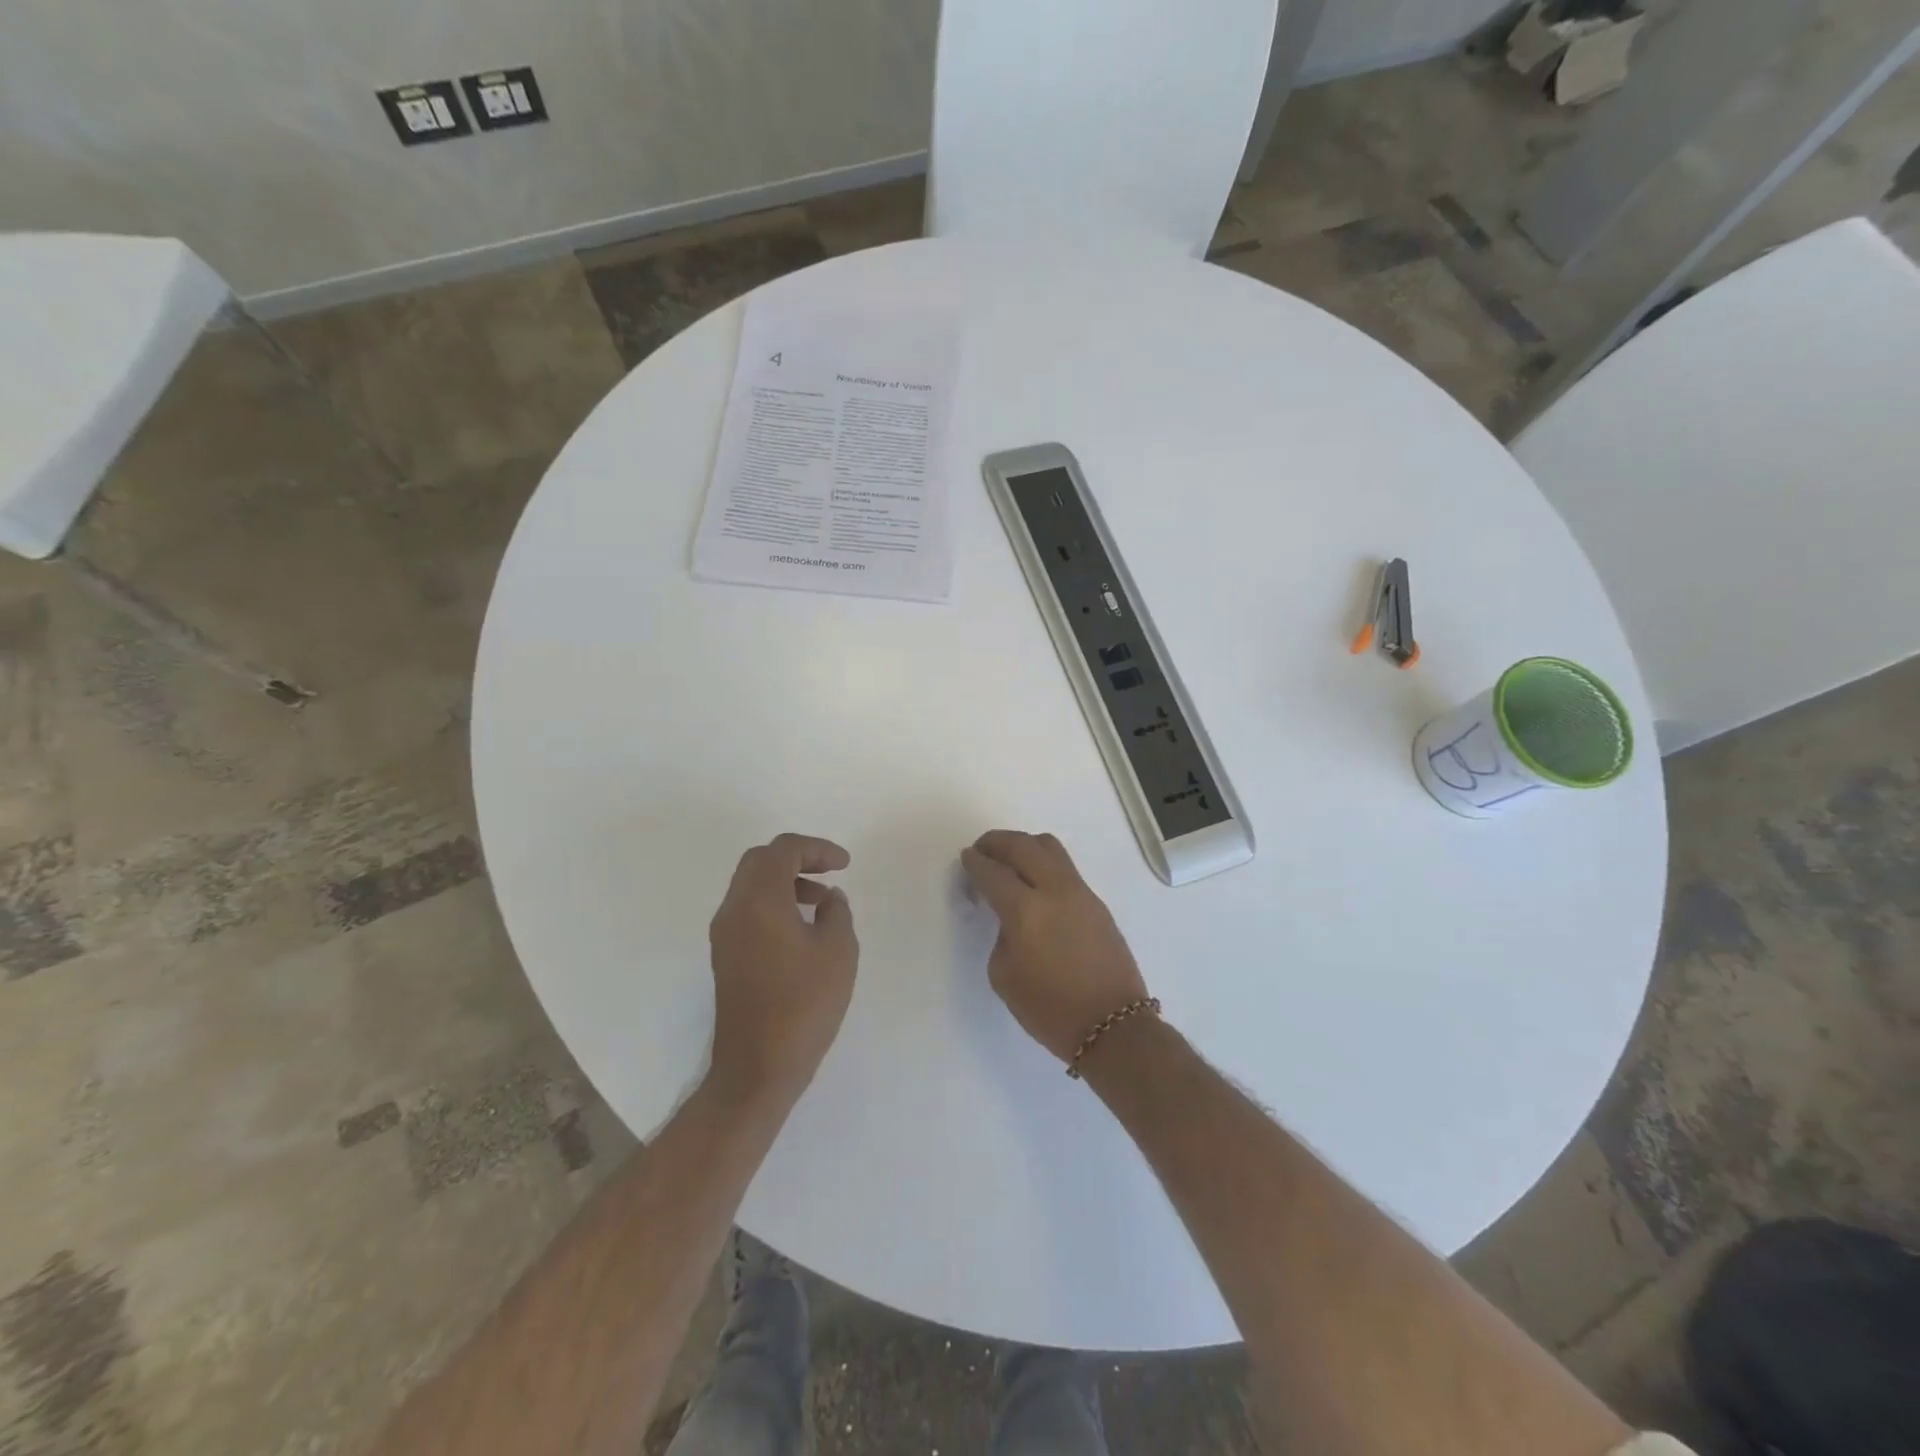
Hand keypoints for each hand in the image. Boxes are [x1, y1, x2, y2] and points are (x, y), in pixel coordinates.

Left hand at [707, 834, 858, 1103]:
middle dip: (797, 858)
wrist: (758, 1067)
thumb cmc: (804, 1005)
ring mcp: (724, 934)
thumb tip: (828, 898)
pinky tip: (802, 928)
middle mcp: (734, 909)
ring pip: (751, 885)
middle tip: (829, 872)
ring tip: (821, 902)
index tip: (845, 865)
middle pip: (760, 861)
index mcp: (759, 901)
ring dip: (785, 881)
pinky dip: (773, 903)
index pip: (783, 850)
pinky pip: (747, 910)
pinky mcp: (725, 956)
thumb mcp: (838, 952)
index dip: (817, 848)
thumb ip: (837, 913)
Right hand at [960, 830, 1149, 1063]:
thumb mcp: (1005, 976)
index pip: (993, 872)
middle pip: (1022, 845)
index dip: (975, 863)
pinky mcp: (1096, 902)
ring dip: (1024, 846)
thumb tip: (1010, 916)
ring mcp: (1080, 892)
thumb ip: (1001, 934)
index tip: (967, 858)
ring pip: (1049, 847)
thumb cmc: (1050, 1009)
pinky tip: (1034, 884)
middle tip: (982, 850)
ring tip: (1009, 861)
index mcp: (1026, 910)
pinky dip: (1043, 863)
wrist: (1113, 1026)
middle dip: (997, 842)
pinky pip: (1064, 867)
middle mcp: (1054, 890)